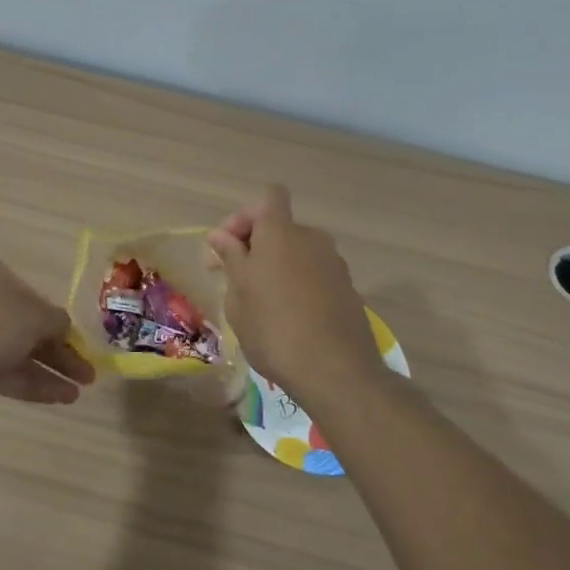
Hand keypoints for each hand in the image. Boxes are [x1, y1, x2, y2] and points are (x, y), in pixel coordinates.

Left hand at [0, 253, 93, 406]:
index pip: (35, 299)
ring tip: (74, 396)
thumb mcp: (33, 317)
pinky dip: (21, 381)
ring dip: (43, 372)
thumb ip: (56, 323)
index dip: (62, 327)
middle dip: (56, 354)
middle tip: (86, 378)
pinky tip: (51, 398)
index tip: (83, 351)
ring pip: (10, 351)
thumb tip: (63, 329)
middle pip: (24, 327)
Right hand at [207, 185, 385, 400]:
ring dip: (277, 265)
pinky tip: (288, 317)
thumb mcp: (238, 295)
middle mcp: (311, 237)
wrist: (336, 372)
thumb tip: (221, 236)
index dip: (245, 216)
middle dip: (256, 245)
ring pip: (297, 251)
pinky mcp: (347, 287)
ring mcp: (334, 262)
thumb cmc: (274, 329)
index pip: (269, 197)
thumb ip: (231, 259)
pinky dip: (298, 284)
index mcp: (280, 232)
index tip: (228, 247)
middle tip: (234, 278)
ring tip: (261, 302)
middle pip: (280, 226)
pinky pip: (314, 273)